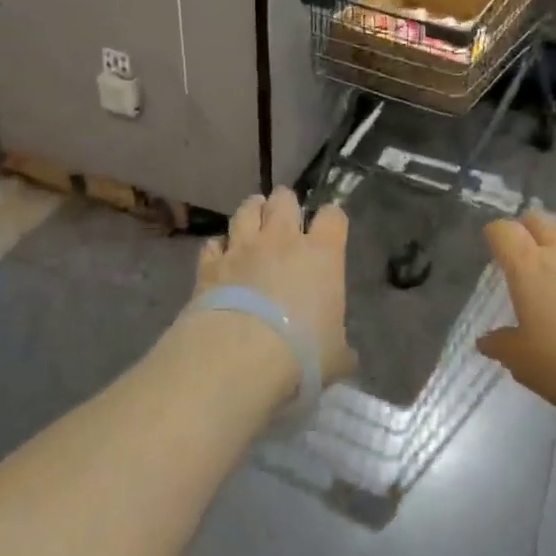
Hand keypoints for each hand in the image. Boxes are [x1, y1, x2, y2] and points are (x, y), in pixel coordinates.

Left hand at [190, 188, 356, 387]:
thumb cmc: (301, 353)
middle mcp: (283, 239)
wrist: (239, 356)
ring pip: (246, 208)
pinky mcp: (210, 263)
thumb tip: (345, 356)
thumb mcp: (335, 357)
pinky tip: (220, 260)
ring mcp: (243, 247)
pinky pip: (214, 242)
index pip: (333, 216)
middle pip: (284, 198)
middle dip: (285, 205)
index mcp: (322, 254)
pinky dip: (219, 248)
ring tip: (252, 225)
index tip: (329, 230)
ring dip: (251, 213)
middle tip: (284, 222)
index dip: (331, 219)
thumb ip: (341, 348)